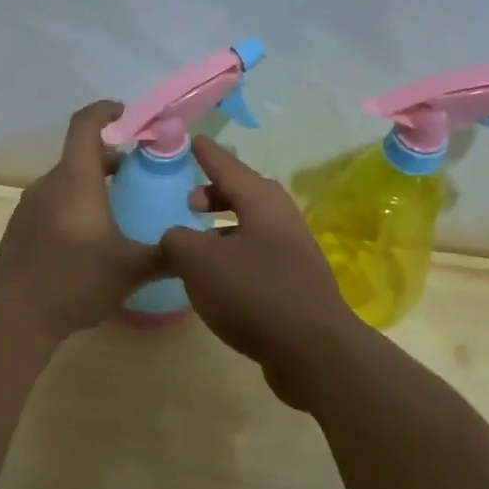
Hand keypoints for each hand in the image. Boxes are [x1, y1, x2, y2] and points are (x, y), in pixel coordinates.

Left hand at [0, 101, 162, 340]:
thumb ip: (166, 255)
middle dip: (111, 158)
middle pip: (80, 156)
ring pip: (66, 182)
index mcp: (76, 180)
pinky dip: (74, 206)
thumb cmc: (75, 281)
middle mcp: (49, 184)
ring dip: (92, 185)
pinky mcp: (21, 228)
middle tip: (139, 175)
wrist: (13, 315)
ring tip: (118, 209)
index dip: (107, 111)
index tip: (128, 116)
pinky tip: (90, 239)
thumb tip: (193, 249)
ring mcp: (30, 206)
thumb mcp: (132, 270)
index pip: (86, 125)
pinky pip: (53, 203)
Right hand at [161, 137, 362, 406]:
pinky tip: (218, 278)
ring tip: (198, 242)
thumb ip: (177, 240)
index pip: (228, 166)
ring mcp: (293, 252)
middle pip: (246, 195)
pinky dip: (234, 255)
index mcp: (261, 202)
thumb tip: (177, 238)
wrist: (311, 349)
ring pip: (252, 227)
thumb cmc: (253, 292)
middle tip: (191, 201)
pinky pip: (258, 255)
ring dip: (224, 228)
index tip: (193, 140)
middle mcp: (282, 220)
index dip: (207, 154)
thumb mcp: (198, 261)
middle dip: (217, 194)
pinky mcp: (295, 283)